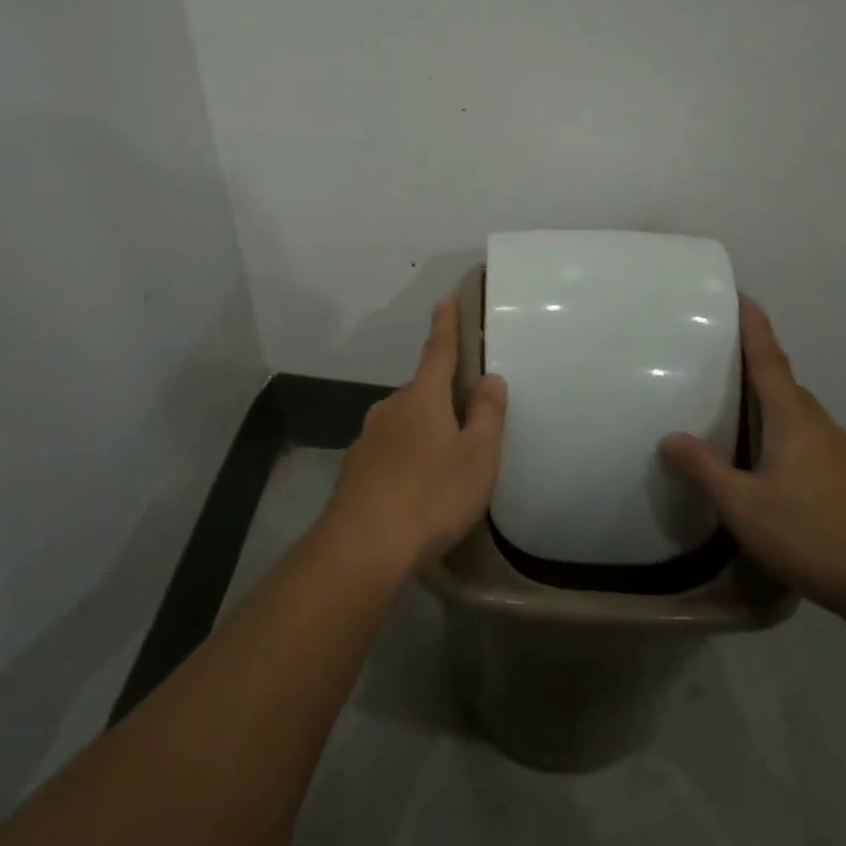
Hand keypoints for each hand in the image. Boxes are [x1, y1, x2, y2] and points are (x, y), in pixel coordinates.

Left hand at [319, 297, 508, 578]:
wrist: (362, 546)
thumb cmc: (431, 496)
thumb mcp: (477, 457)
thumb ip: (486, 414)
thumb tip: (490, 378)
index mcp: (423, 397)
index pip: (438, 350)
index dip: (446, 324)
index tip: (446, 299)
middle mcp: (391, 408)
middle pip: (422, 391)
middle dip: (441, 396)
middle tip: (466, 419)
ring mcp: (368, 438)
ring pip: (404, 422)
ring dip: (423, 430)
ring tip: (444, 464)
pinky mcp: (355, 468)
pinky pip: (389, 450)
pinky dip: (405, 458)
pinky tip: (415, 488)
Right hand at [660, 298, 845, 619]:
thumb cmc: (813, 535)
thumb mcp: (743, 506)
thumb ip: (704, 469)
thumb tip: (669, 438)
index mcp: (792, 418)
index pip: (768, 359)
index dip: (753, 327)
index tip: (740, 296)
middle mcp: (818, 425)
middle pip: (782, 381)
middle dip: (753, 360)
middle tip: (716, 352)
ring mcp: (837, 452)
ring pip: (795, 411)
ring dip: (766, 398)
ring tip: (732, 401)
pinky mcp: (845, 478)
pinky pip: (804, 436)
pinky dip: (778, 429)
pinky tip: (762, 457)